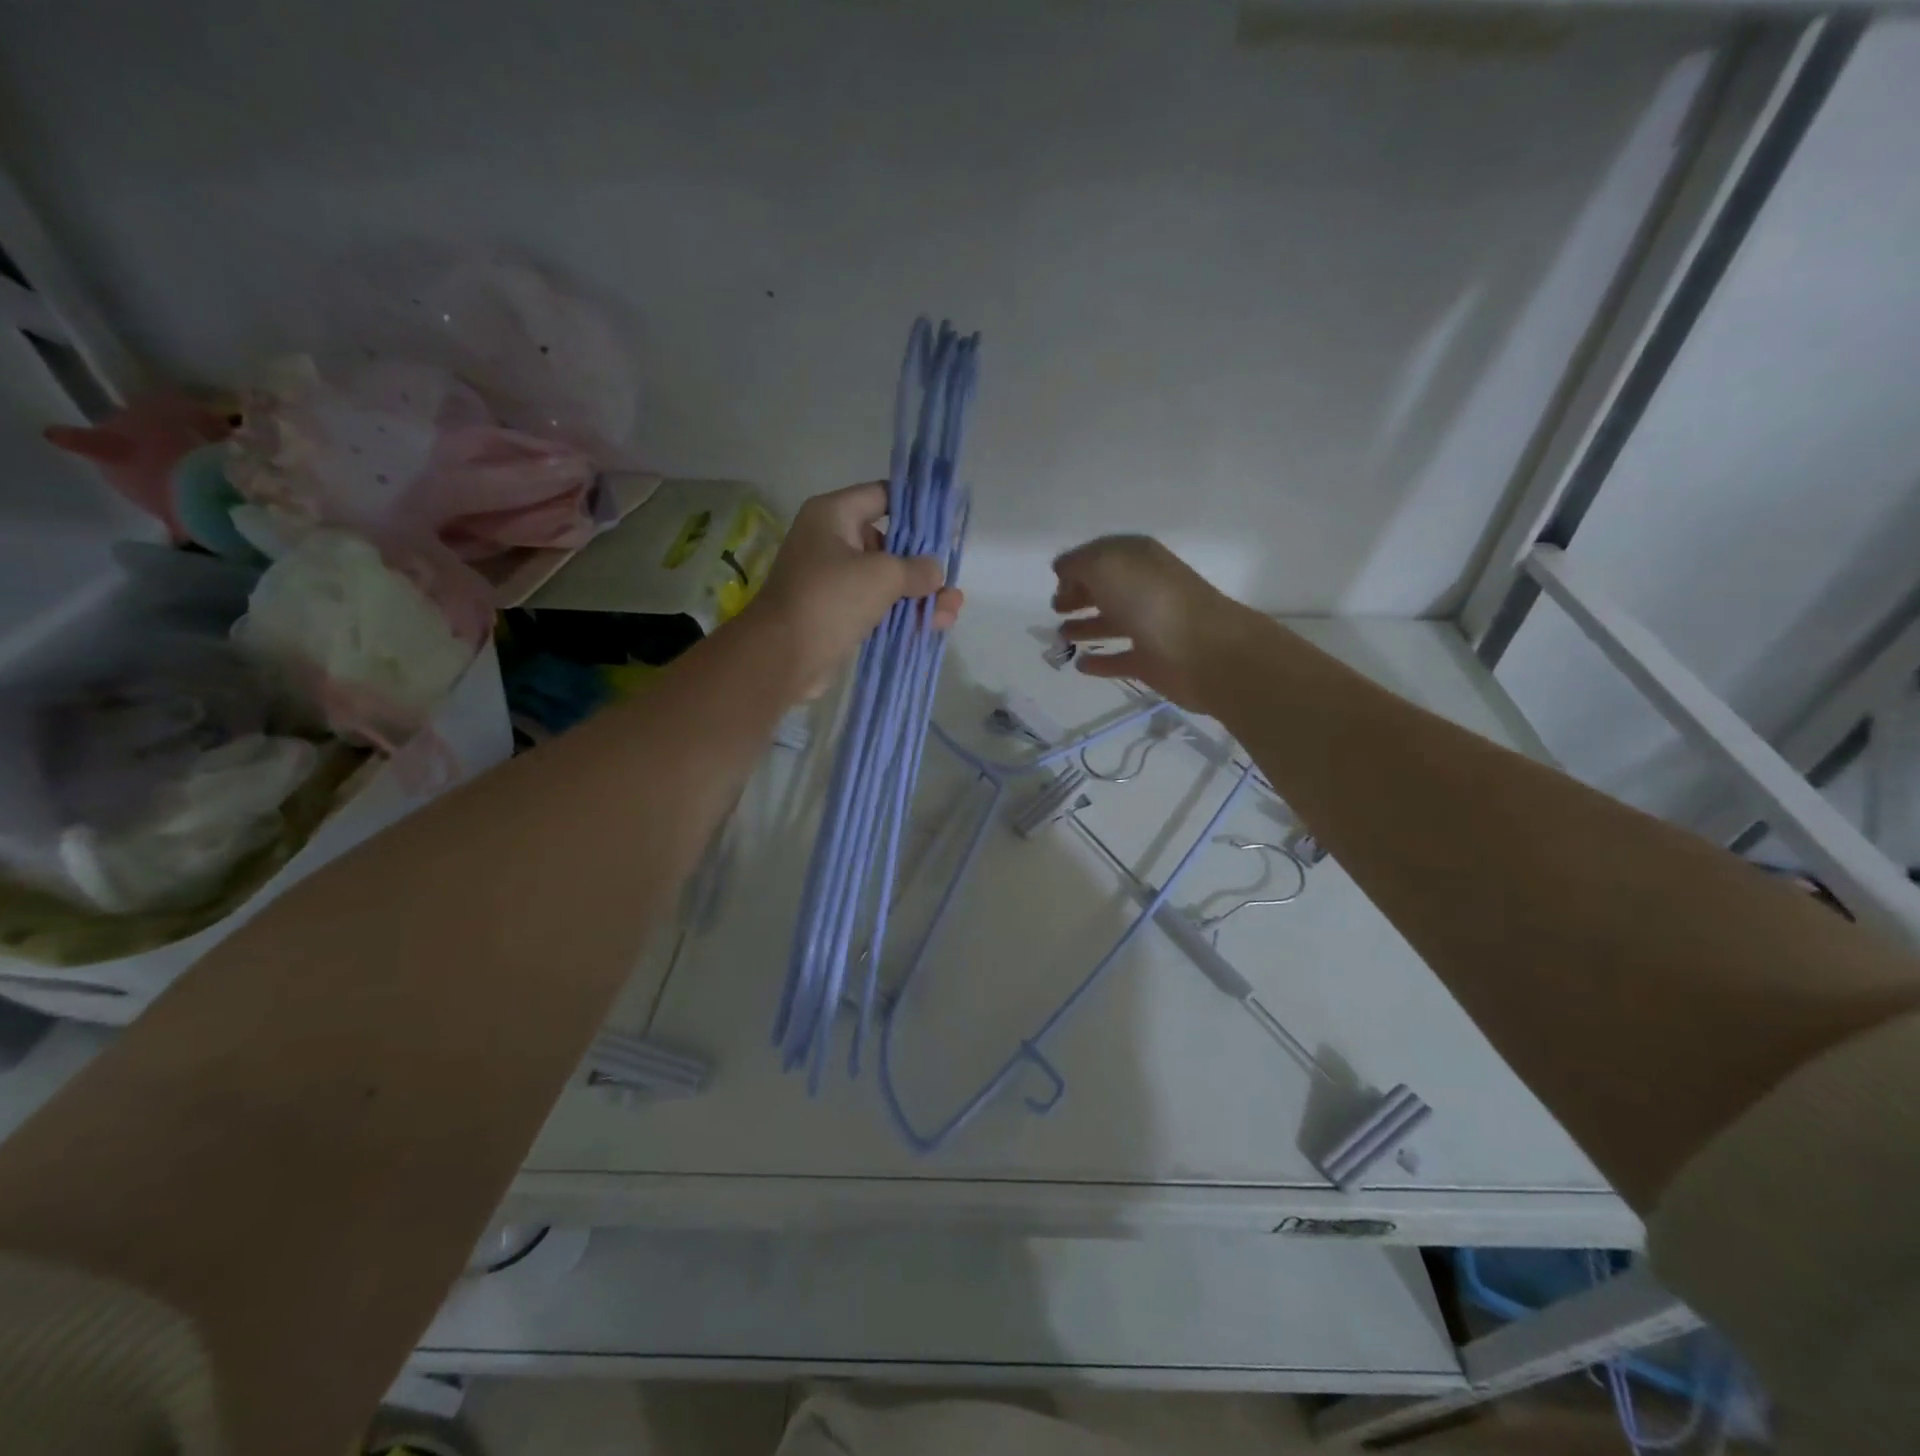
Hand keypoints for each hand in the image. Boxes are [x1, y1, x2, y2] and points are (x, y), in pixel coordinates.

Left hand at [749, 482, 964, 693]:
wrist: (782, 657)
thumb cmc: (830, 600)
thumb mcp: (882, 575)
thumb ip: (916, 568)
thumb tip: (934, 572)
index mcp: (833, 515)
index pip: (882, 496)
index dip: (916, 506)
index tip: (947, 521)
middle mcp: (832, 542)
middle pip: (889, 542)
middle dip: (923, 562)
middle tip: (952, 577)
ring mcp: (834, 580)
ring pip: (887, 580)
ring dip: (920, 594)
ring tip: (951, 610)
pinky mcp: (839, 614)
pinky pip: (878, 606)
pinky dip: (904, 613)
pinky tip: (936, 624)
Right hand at [1051, 535, 1251, 710]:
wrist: (1203, 651)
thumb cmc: (1151, 600)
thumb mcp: (1106, 565)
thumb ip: (1079, 564)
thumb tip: (1064, 572)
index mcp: (1139, 559)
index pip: (1103, 555)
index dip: (1078, 565)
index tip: (1055, 580)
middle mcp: (1146, 588)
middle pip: (1107, 589)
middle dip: (1080, 594)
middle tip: (1056, 607)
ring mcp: (1150, 626)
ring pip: (1112, 623)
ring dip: (1086, 627)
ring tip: (1061, 636)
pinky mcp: (1151, 662)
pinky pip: (1120, 660)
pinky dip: (1101, 663)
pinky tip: (1080, 666)